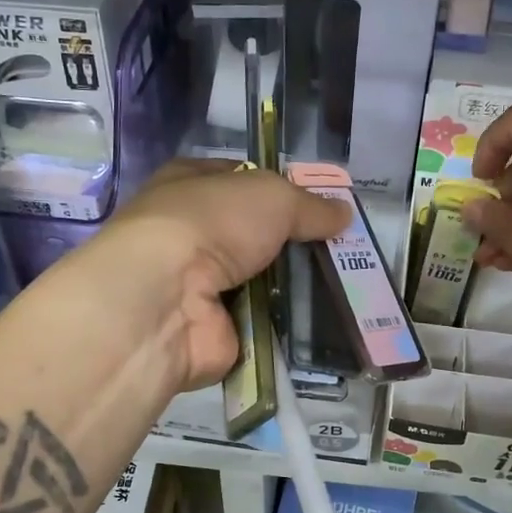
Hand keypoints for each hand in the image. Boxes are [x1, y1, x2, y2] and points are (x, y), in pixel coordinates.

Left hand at [76, 161, 348, 392]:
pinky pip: (262, 324)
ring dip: (294, 286)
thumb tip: (344, 213)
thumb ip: (309, 205)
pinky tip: (323, 321)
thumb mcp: (272, 196)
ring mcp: (199, 287)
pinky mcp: (213, 330)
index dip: (280, 190)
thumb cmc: (211, 224)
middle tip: (342, 250)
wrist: (167, 298)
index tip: (321, 206)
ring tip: (344, 287)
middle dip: (293, 242)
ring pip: (261, 282)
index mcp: (189, 185)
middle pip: (254, 236)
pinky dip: (287, 325)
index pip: (241, 182)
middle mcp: (190, 233)